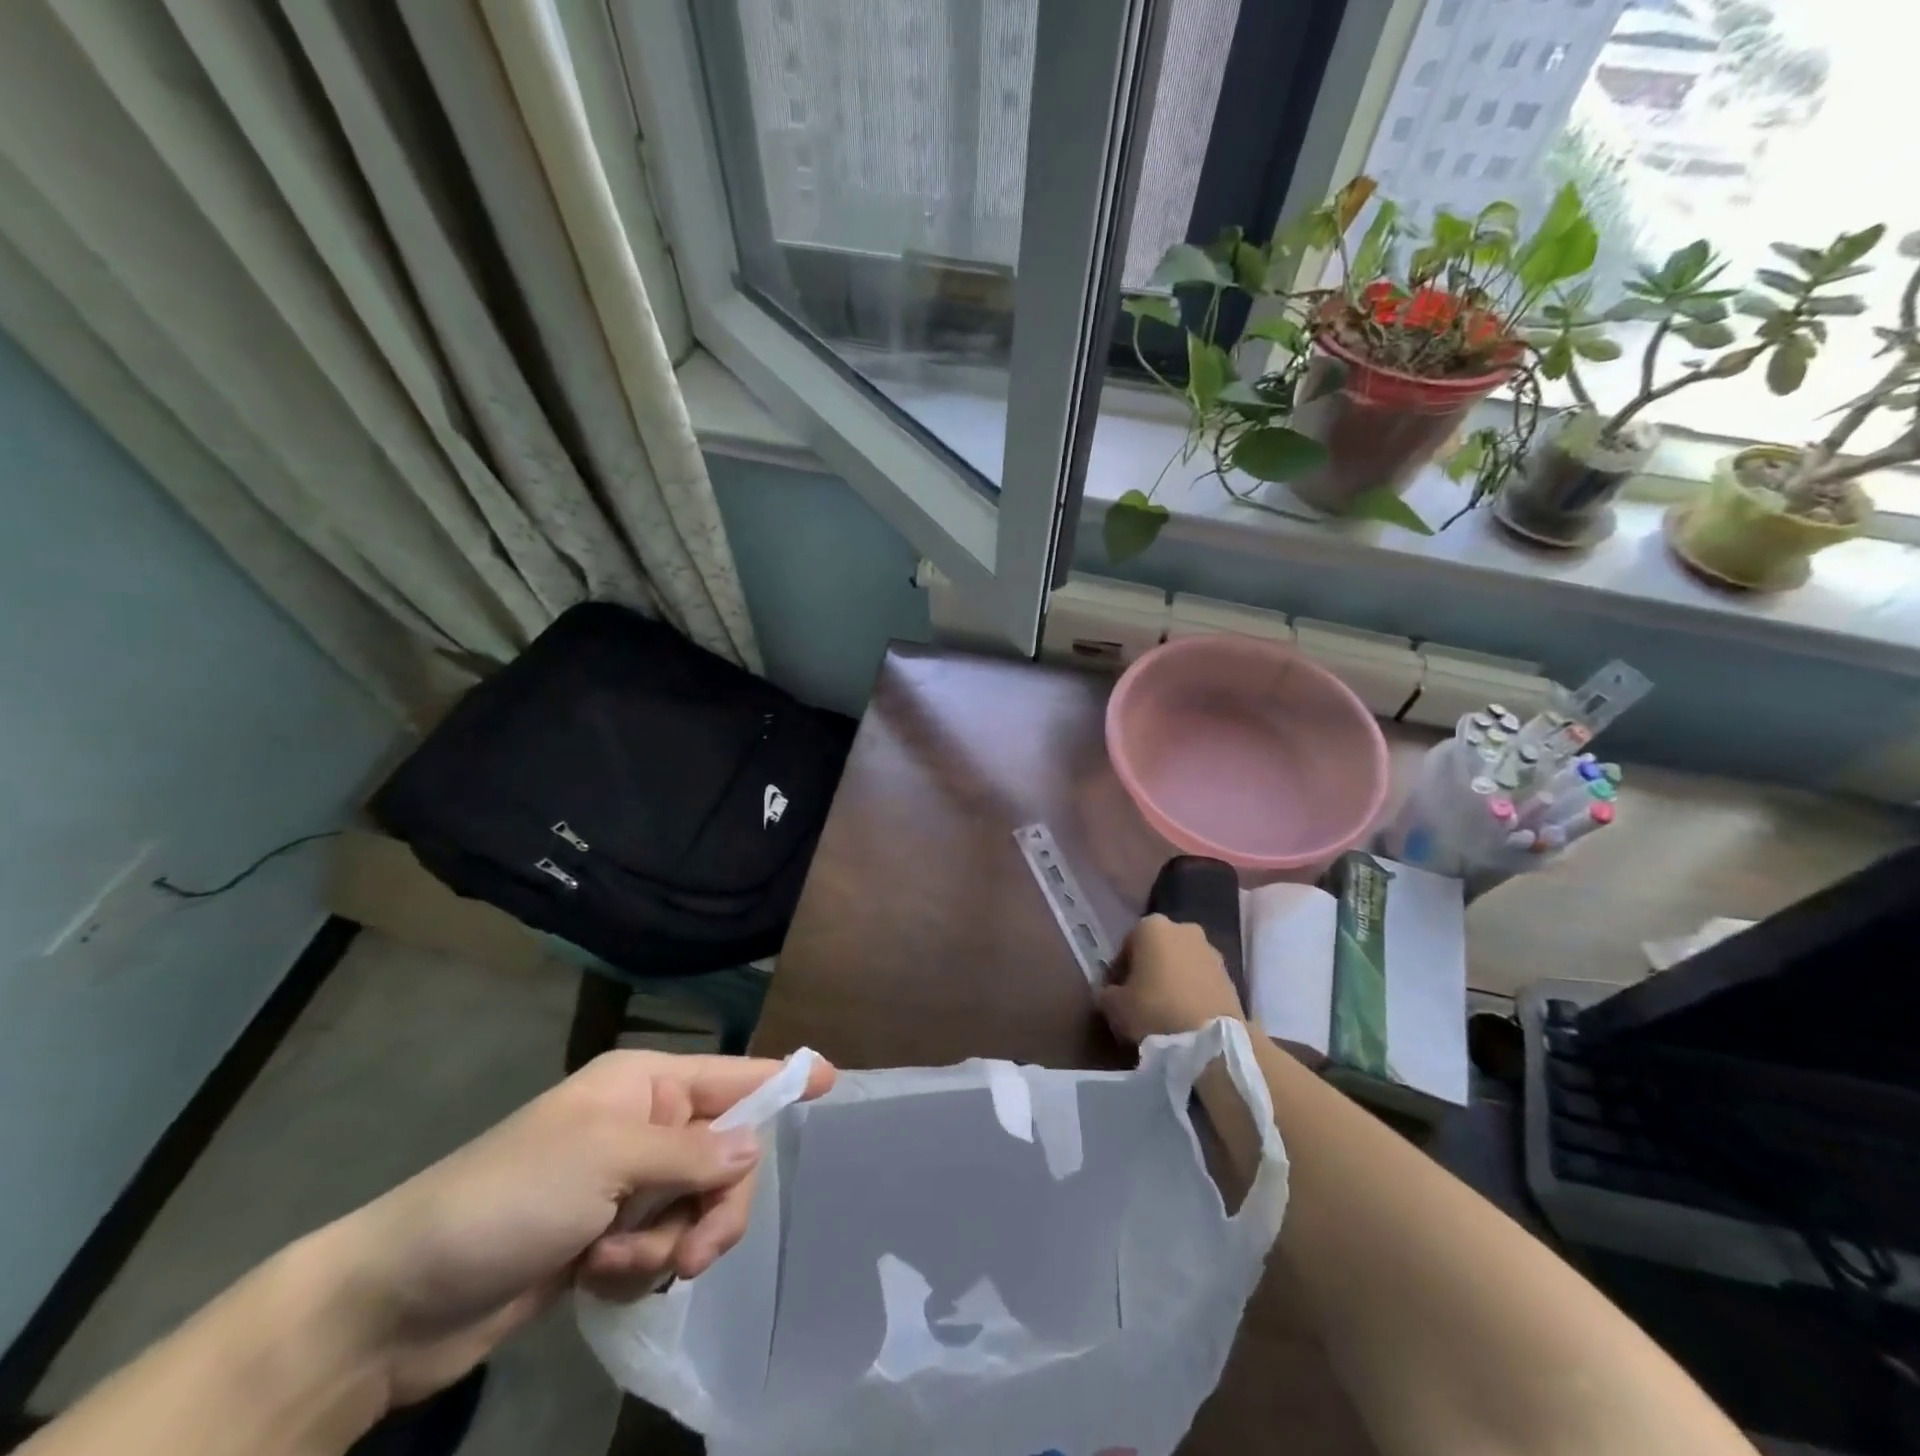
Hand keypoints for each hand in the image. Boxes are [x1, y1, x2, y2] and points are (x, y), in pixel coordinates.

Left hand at [314, 1050, 834, 1408]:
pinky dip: (639, 1266)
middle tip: (695, 1249)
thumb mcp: (608, 1160)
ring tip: (618, 1262)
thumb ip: (692, 1152)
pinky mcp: (606, 1235)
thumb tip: (754, 1149)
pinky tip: (595, 1278)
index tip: (832, 1081)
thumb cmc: (510, 1196)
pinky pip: (661, 1245)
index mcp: (645, 1084)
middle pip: (724, 1154)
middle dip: (714, 1204)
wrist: (400, 1296)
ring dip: (669, 1243)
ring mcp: (625, 1182)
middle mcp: (643, 1124)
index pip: (733, 1075)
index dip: (783, 1079)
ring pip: (697, 1207)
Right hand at [1099, 914, 1243, 1043]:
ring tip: (1165, 1012)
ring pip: (1181, 964)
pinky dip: (1192, 992)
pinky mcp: (1231, 975)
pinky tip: (1185, 1017)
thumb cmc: (1154, 1011)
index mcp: (1151, 926)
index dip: (1118, 972)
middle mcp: (1183, 929)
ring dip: (1172, 980)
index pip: (1126, 946)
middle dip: (1149, 971)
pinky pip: (1201, 980)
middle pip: (1157, 950)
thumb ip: (1106, 994)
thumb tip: (1109, 994)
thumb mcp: (1114, 1006)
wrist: (1212, 1041)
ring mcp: (1211, 950)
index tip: (1117, 995)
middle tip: (1140, 1001)